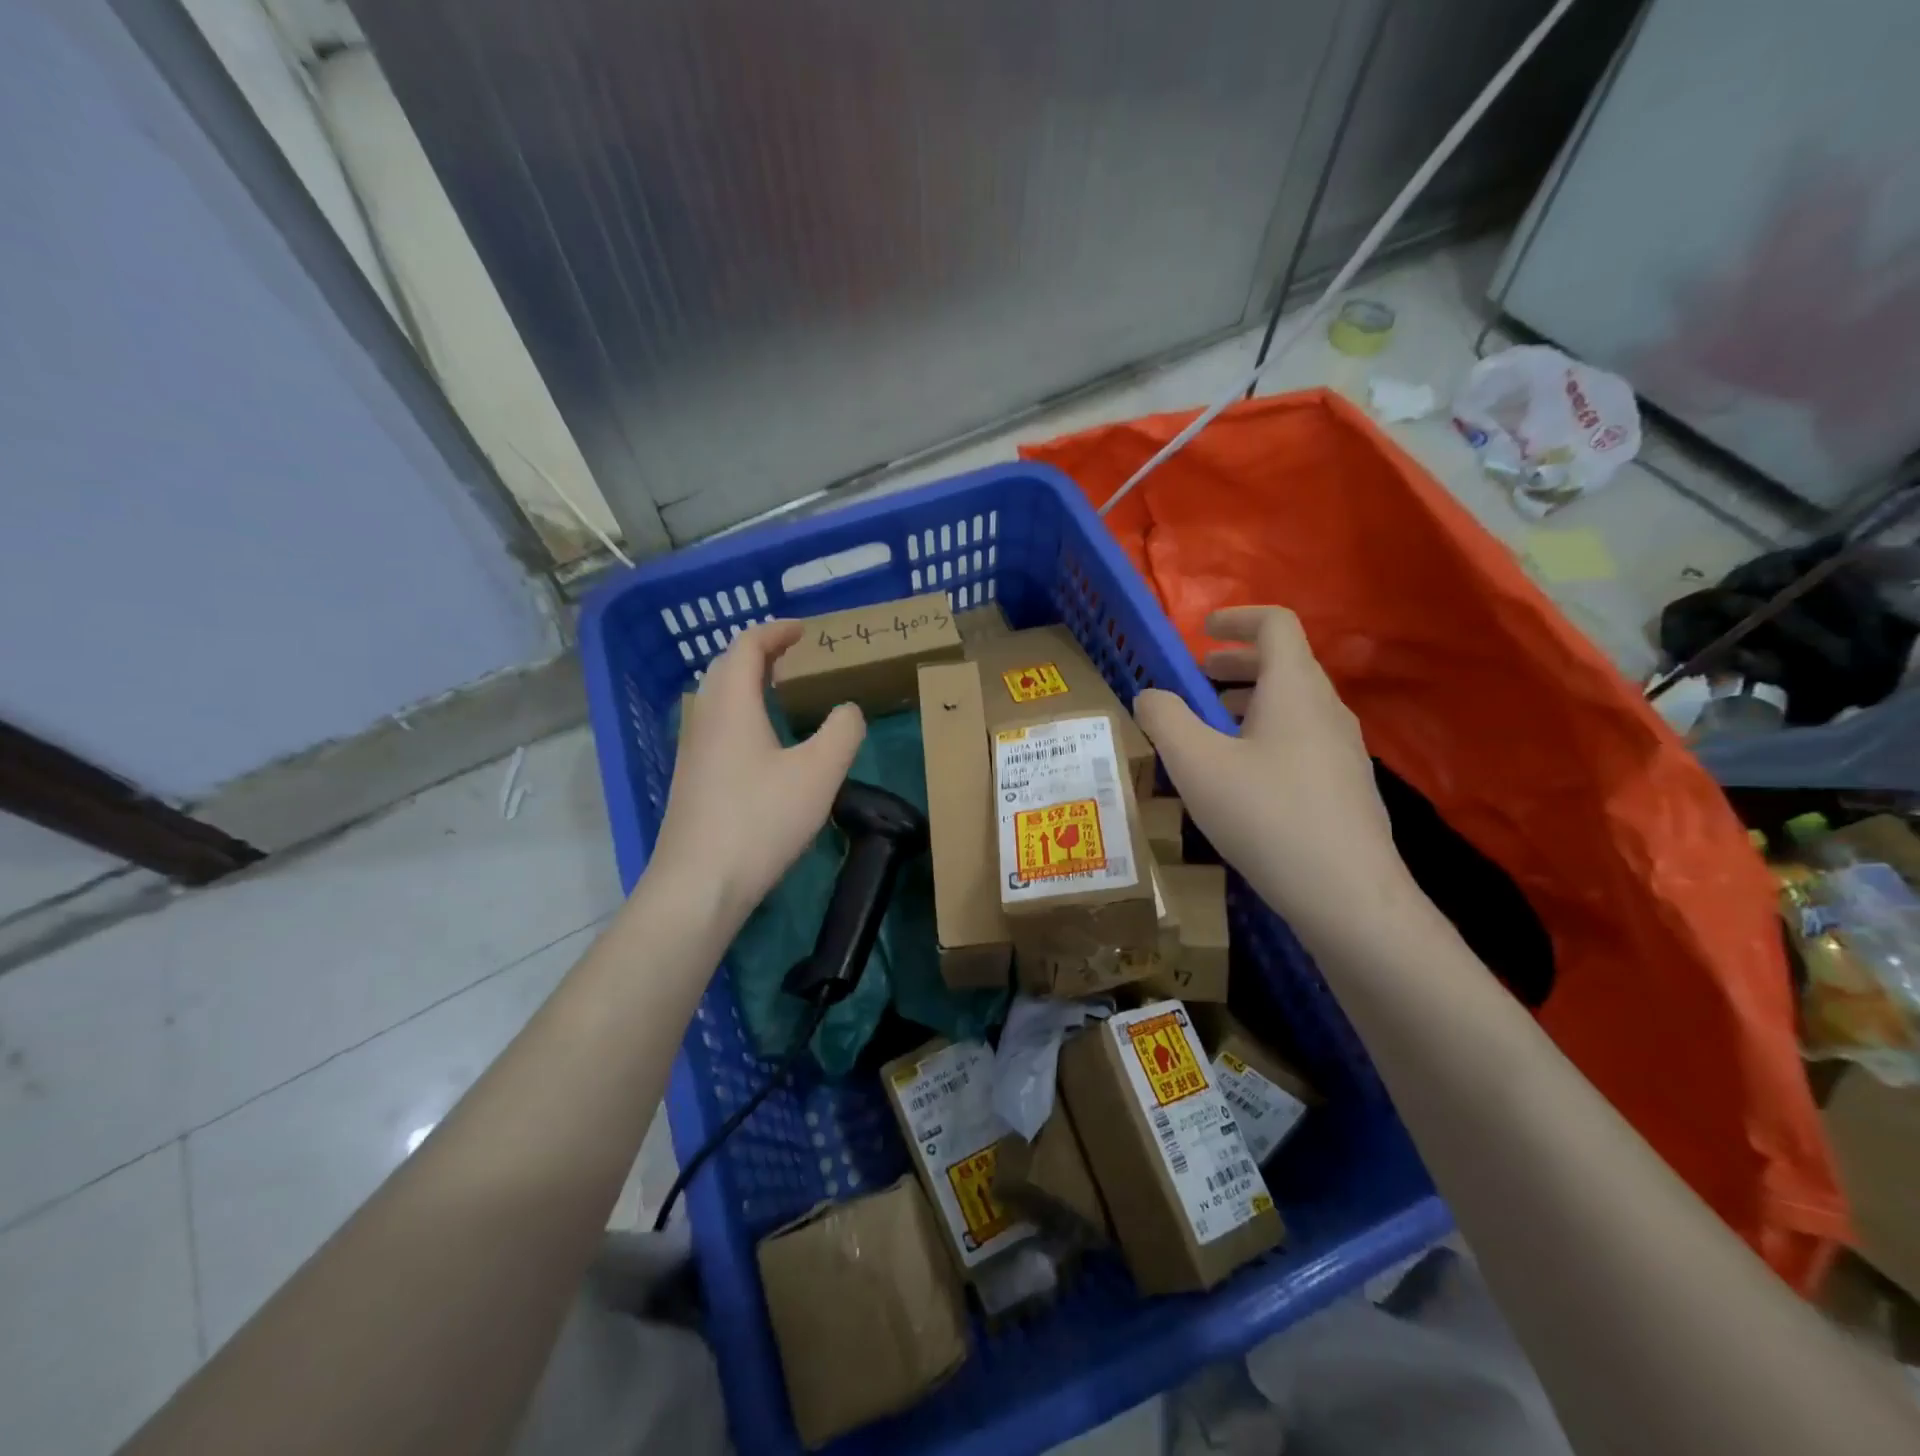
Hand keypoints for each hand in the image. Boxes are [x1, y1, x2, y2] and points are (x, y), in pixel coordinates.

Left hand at [652, 621, 865, 926]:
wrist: (700, 884)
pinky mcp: (693, 780)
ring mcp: (692, 750)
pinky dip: (743, 714)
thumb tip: (847, 710)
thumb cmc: (761, 819)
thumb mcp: (819, 772)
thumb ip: (842, 731)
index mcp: (731, 703)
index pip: (747, 646)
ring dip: (749, 684)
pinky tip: (766, 744)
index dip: (776, 631)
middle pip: (726, 667)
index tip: (804, 630)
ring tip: (784, 693)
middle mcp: (704, 718)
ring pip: (718, 699)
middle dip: (760, 653)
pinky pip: (718, 726)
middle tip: (795, 657)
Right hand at [1132, 607, 1407, 933]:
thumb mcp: (1196, 764)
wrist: (1348, 895)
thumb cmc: (1266, 815)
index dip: (1237, 617)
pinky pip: (1301, 739)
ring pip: (1292, 705)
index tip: (1201, 631)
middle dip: (1234, 665)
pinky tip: (1241, 780)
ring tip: (1210, 732)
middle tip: (1195, 682)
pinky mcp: (1346, 786)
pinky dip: (1266, 736)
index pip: (1275, 623)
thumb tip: (1150, 696)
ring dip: (1248, 703)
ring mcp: (1344, 749)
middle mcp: (1327, 708)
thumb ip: (1165, 719)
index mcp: (1294, 689)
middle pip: (1284, 664)